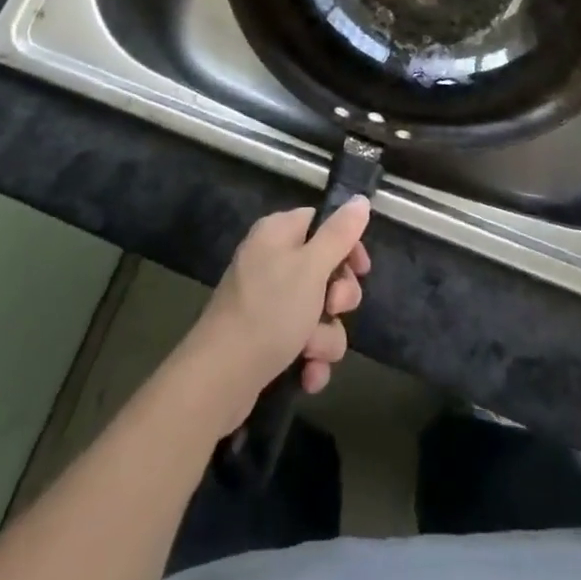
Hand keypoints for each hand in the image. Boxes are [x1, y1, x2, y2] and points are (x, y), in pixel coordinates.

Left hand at [180, 199, 372, 426]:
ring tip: (311, 352)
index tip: (361, 270)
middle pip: (325, 270)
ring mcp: (268, 302)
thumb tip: (360, 199)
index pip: (322, 223)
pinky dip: (310, 359)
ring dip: (325, 337)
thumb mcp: (311, 268)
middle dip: (338, 299)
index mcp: (278, 233)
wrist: (219, 380)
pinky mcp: (266, 338)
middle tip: (333, 309)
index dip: (347, 245)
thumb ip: (339, 233)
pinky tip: (307, 376)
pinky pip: (304, 342)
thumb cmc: (269, 311)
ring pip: (320, 312)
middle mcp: (272, 261)